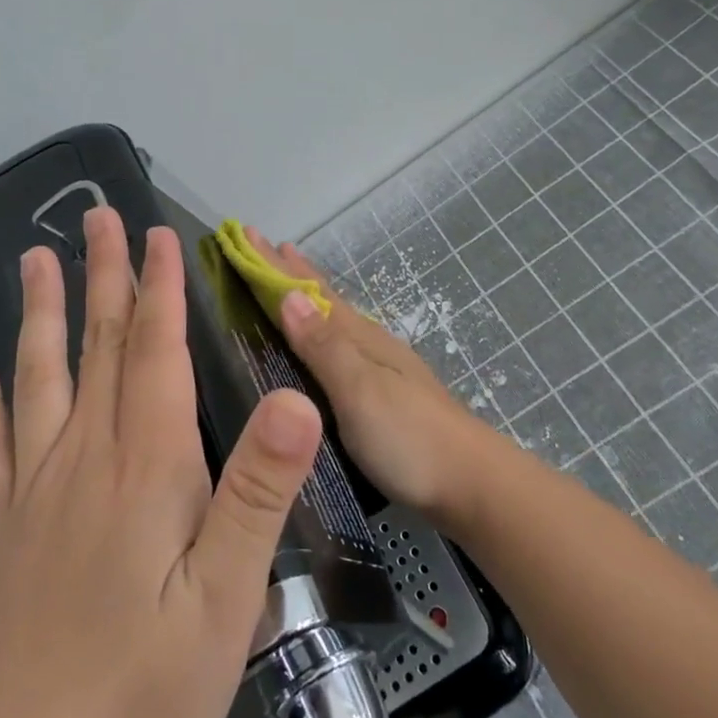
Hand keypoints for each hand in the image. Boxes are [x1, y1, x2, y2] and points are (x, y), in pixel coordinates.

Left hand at [0, 207, 323, 717]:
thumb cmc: (138, 691)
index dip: (160, 290)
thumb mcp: (226, 600)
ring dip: (43, 316)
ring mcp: (35, 495)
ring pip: (39, 380)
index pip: (155, 353)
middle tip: (96, 218)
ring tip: (34, 262)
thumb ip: (257, 491)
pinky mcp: (4, 535)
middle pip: (98, 349)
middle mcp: (84, 461)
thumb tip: (297, 398)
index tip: (158, 234)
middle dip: (103, 278)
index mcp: (145, 467)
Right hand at [244, 228, 502, 523]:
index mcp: (359, 338)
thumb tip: (287, 296)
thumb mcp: (360, 391)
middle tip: (258, 243)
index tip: (245, 234)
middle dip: (287, 272)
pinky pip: (340, 344)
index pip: (307, 292)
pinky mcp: (385, 393)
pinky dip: (320, 328)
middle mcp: (369, 343)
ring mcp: (381, 367)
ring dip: (304, 296)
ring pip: (333, 319)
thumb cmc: (409, 437)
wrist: (473, 484)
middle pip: (322, 298)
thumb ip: (324, 347)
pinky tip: (323, 338)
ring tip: (285, 279)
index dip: (274, 266)